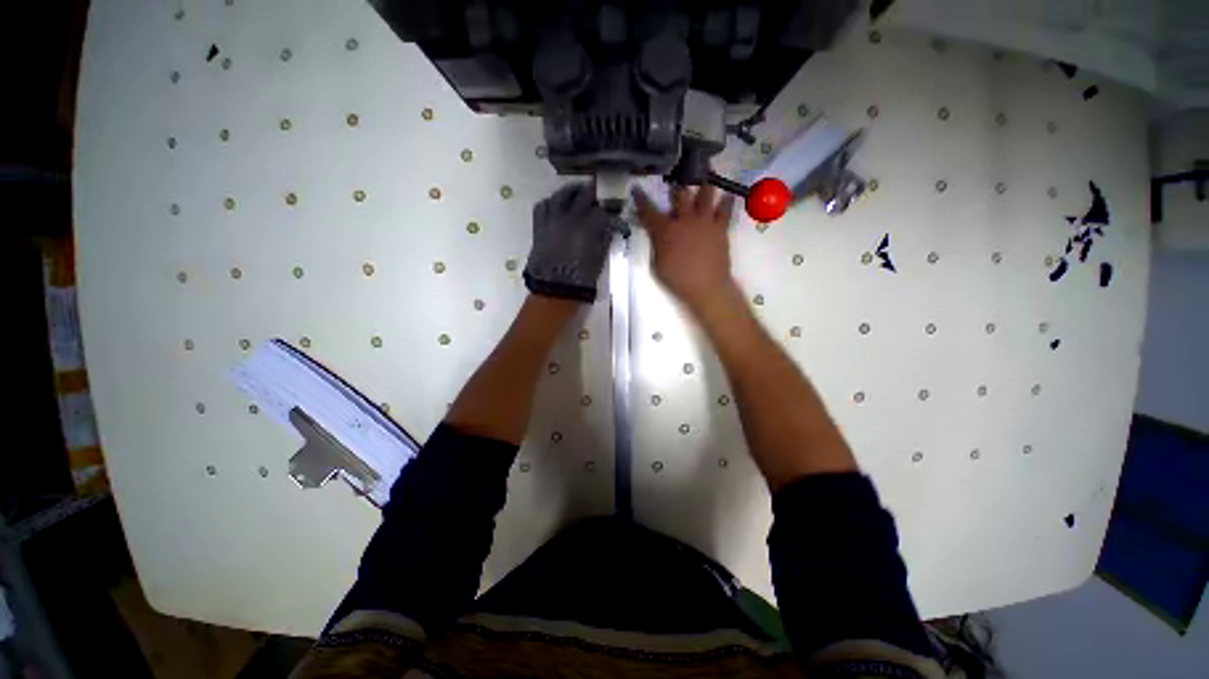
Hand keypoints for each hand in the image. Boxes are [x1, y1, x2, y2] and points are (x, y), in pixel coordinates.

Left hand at [524, 183, 617, 302]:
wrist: (553, 290)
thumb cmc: (580, 279)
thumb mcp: (598, 259)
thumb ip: (604, 239)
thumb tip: (609, 228)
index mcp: (586, 228)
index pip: (603, 213)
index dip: (614, 216)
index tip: (619, 220)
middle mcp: (568, 218)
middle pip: (583, 195)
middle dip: (594, 192)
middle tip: (601, 192)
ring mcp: (551, 220)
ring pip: (560, 195)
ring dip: (572, 191)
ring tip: (578, 191)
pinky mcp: (539, 227)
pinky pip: (543, 206)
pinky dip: (551, 202)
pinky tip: (558, 205)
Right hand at [634, 184, 738, 313]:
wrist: (705, 287)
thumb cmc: (677, 280)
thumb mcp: (657, 265)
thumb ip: (656, 245)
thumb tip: (657, 234)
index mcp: (665, 230)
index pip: (649, 212)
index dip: (641, 200)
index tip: (637, 189)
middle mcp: (684, 220)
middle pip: (680, 195)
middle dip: (676, 187)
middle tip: (677, 182)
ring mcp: (704, 221)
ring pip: (705, 194)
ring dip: (704, 185)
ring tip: (705, 176)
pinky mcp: (720, 227)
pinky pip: (726, 209)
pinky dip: (727, 202)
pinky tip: (727, 196)